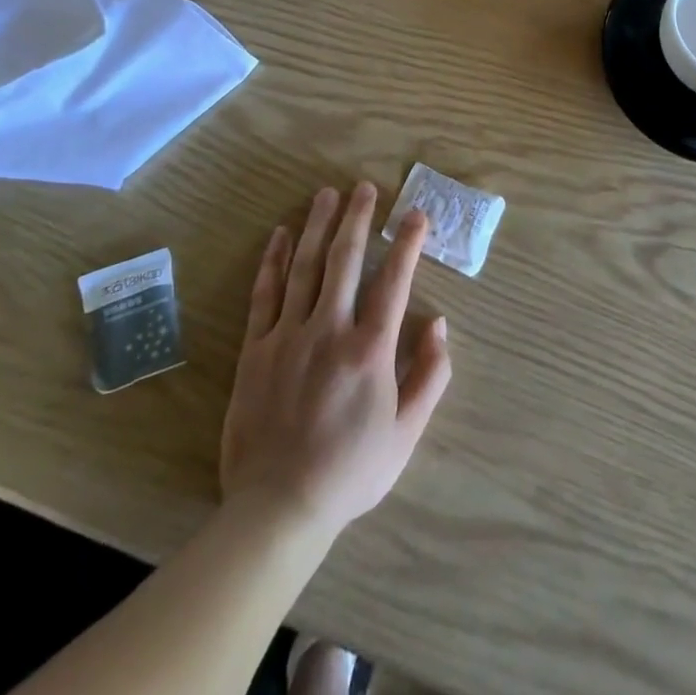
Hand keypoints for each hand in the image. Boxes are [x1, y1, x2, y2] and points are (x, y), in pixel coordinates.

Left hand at [220, 184, 450, 535]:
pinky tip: (281, 235)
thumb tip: (439, 325)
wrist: (278, 508)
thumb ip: (430, 376)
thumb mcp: (406, 433)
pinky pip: (265, 294)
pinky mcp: (256, 349)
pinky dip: (274, 261)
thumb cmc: (350, 471)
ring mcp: (288, 336)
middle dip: (357, 219)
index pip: (394, 281)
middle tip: (363, 187)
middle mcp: (330, 330)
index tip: (416, 214)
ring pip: (305, 267)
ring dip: (318, 226)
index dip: (407, 243)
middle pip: (345, 260)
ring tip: (326, 194)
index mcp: (370, 349)